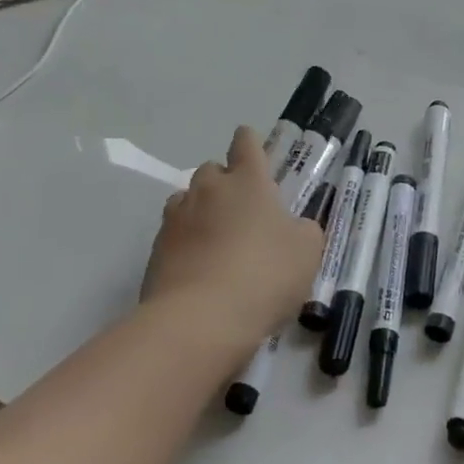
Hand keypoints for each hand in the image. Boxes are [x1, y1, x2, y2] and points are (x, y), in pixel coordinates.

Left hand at [141, 126, 323, 357]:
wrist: (200, 320)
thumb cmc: (264, 275)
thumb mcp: (307, 251)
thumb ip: (303, 230)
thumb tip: (292, 228)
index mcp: (248, 180)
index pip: (246, 143)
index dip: (250, 143)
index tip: (254, 152)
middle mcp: (209, 189)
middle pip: (213, 169)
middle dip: (226, 182)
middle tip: (243, 211)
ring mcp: (177, 218)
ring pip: (188, 200)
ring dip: (201, 210)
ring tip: (217, 239)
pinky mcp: (155, 251)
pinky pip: (173, 234)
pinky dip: (186, 243)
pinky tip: (199, 268)